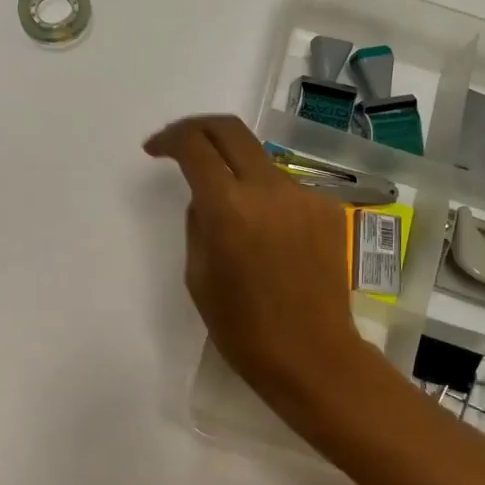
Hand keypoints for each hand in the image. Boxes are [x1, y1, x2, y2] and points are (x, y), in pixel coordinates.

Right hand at [144, 115, 397, 436]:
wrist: (313, 355)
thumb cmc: (243, 328)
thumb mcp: (198, 276)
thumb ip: (198, 222)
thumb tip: (207, 195)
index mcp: (228, 207)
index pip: (195, 145)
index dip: (170, 139)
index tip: (156, 150)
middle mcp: (269, 188)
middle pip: (230, 129)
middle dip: (199, 128)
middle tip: (182, 144)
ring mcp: (304, 195)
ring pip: (261, 161)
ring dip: (237, 171)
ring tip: (232, 214)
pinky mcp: (328, 209)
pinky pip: (286, 190)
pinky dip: (267, 200)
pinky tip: (269, 239)